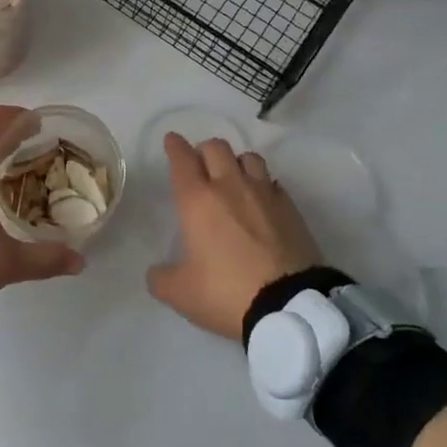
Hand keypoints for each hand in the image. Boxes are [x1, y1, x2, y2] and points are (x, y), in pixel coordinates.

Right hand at [147, 134, 322, 339]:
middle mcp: (230, 187)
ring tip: (233, 179)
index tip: (171, 140)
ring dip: (235, 162)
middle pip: (216, 147)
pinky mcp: (290, 207)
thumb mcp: (181, 293)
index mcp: (197, 201)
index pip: (182, 160)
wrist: (289, 305)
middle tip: (199, 166)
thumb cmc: (226, 292)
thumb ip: (161, 278)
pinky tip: (260, 201)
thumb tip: (157, 272)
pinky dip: (262, 185)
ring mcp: (264, 194)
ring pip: (248, 157)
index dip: (174, 146)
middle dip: (203, 151)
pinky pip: (272, 182)